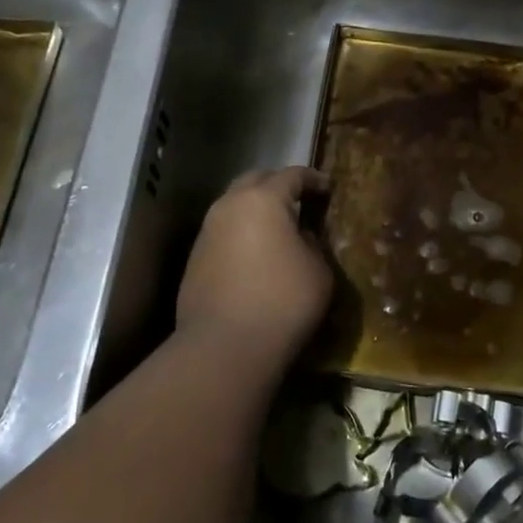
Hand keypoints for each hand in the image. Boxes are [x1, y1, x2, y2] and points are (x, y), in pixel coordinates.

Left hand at [177, 166, 332, 372]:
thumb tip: (299, 236)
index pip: (292, 175)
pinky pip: (224, 233)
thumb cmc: (283, 302)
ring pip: (234, 206)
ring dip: (256, 210)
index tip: (328, 188)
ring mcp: (207, 232)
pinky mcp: (195, 259)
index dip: (313, 178)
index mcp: (263, 199)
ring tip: (278, 228)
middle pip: (255, 180)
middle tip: (300, 200)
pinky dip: (242, 234)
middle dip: (278, 185)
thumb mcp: (318, 270)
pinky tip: (256, 255)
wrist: (224, 347)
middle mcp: (229, 206)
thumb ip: (312, 243)